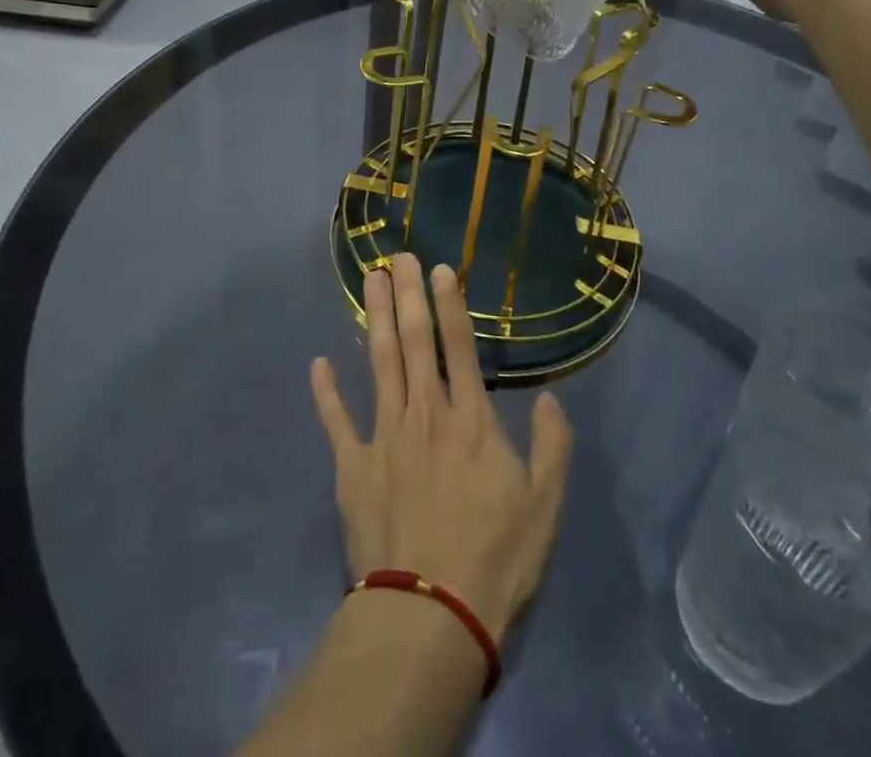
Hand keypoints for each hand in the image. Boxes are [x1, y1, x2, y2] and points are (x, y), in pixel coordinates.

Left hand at [310, 253, 573, 641]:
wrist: (431, 615)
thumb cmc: (495, 558)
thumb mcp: (546, 505)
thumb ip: (552, 445)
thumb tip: (547, 397)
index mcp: (471, 420)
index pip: (460, 347)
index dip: (450, 304)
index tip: (440, 269)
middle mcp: (425, 413)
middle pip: (415, 342)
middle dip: (408, 295)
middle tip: (397, 256)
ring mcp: (384, 436)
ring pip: (379, 363)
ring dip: (376, 319)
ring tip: (370, 281)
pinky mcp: (353, 467)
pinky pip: (336, 421)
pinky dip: (326, 392)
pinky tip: (318, 363)